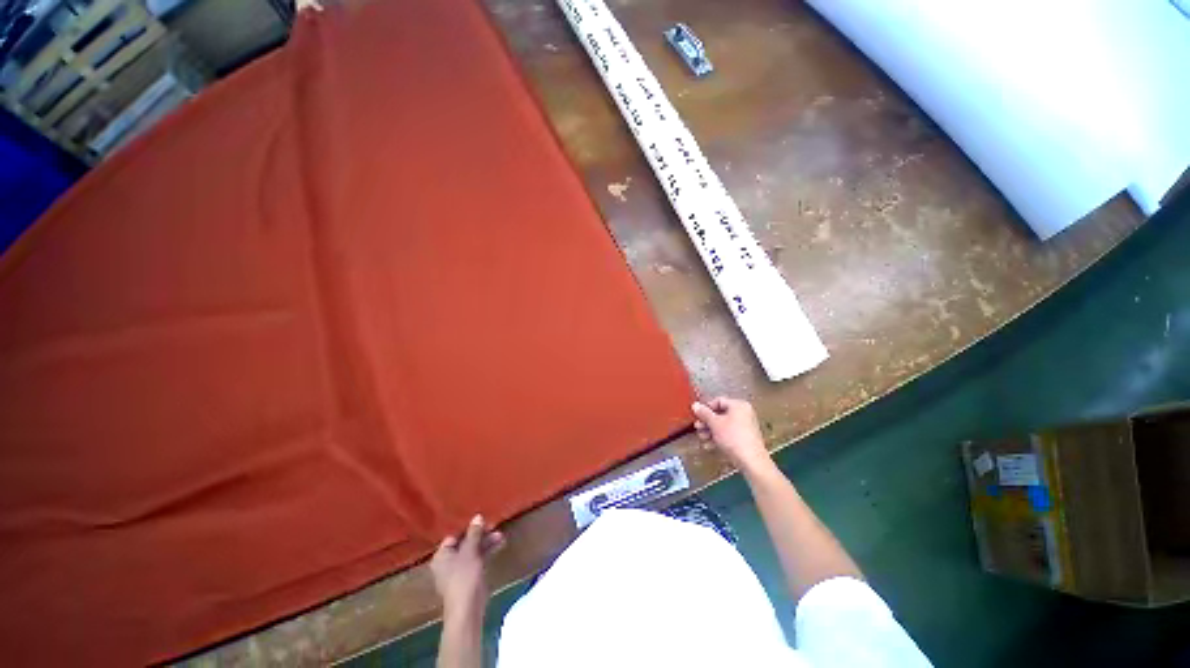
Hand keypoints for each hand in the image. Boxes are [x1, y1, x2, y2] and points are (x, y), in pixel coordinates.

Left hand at [431, 515, 504, 620]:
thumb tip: (478, 516)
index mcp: (442, 556)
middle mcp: (448, 562)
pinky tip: (500, 544)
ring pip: (473, 551)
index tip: (483, 520)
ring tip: (501, 536)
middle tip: (494, 526)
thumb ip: (474, 533)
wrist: (468, 608)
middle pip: (465, 543)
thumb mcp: (470, 551)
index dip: (468, 527)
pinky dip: (487, 552)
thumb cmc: (463, 577)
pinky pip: (478, 560)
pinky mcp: (470, 577)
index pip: (454, 535)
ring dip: (486, 543)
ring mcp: (459, 571)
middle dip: (480, 535)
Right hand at [692, 397, 772, 473]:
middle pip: (720, 414)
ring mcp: (745, 427)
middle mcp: (744, 413)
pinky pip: (729, 434)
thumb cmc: (732, 437)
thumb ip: (704, 413)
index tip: (697, 416)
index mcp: (738, 405)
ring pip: (723, 425)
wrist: (751, 461)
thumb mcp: (715, 423)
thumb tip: (695, 405)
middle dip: (707, 422)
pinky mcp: (745, 439)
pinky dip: (719, 437)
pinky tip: (709, 445)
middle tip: (697, 427)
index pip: (718, 401)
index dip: (706, 408)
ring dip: (710, 431)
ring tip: (702, 438)